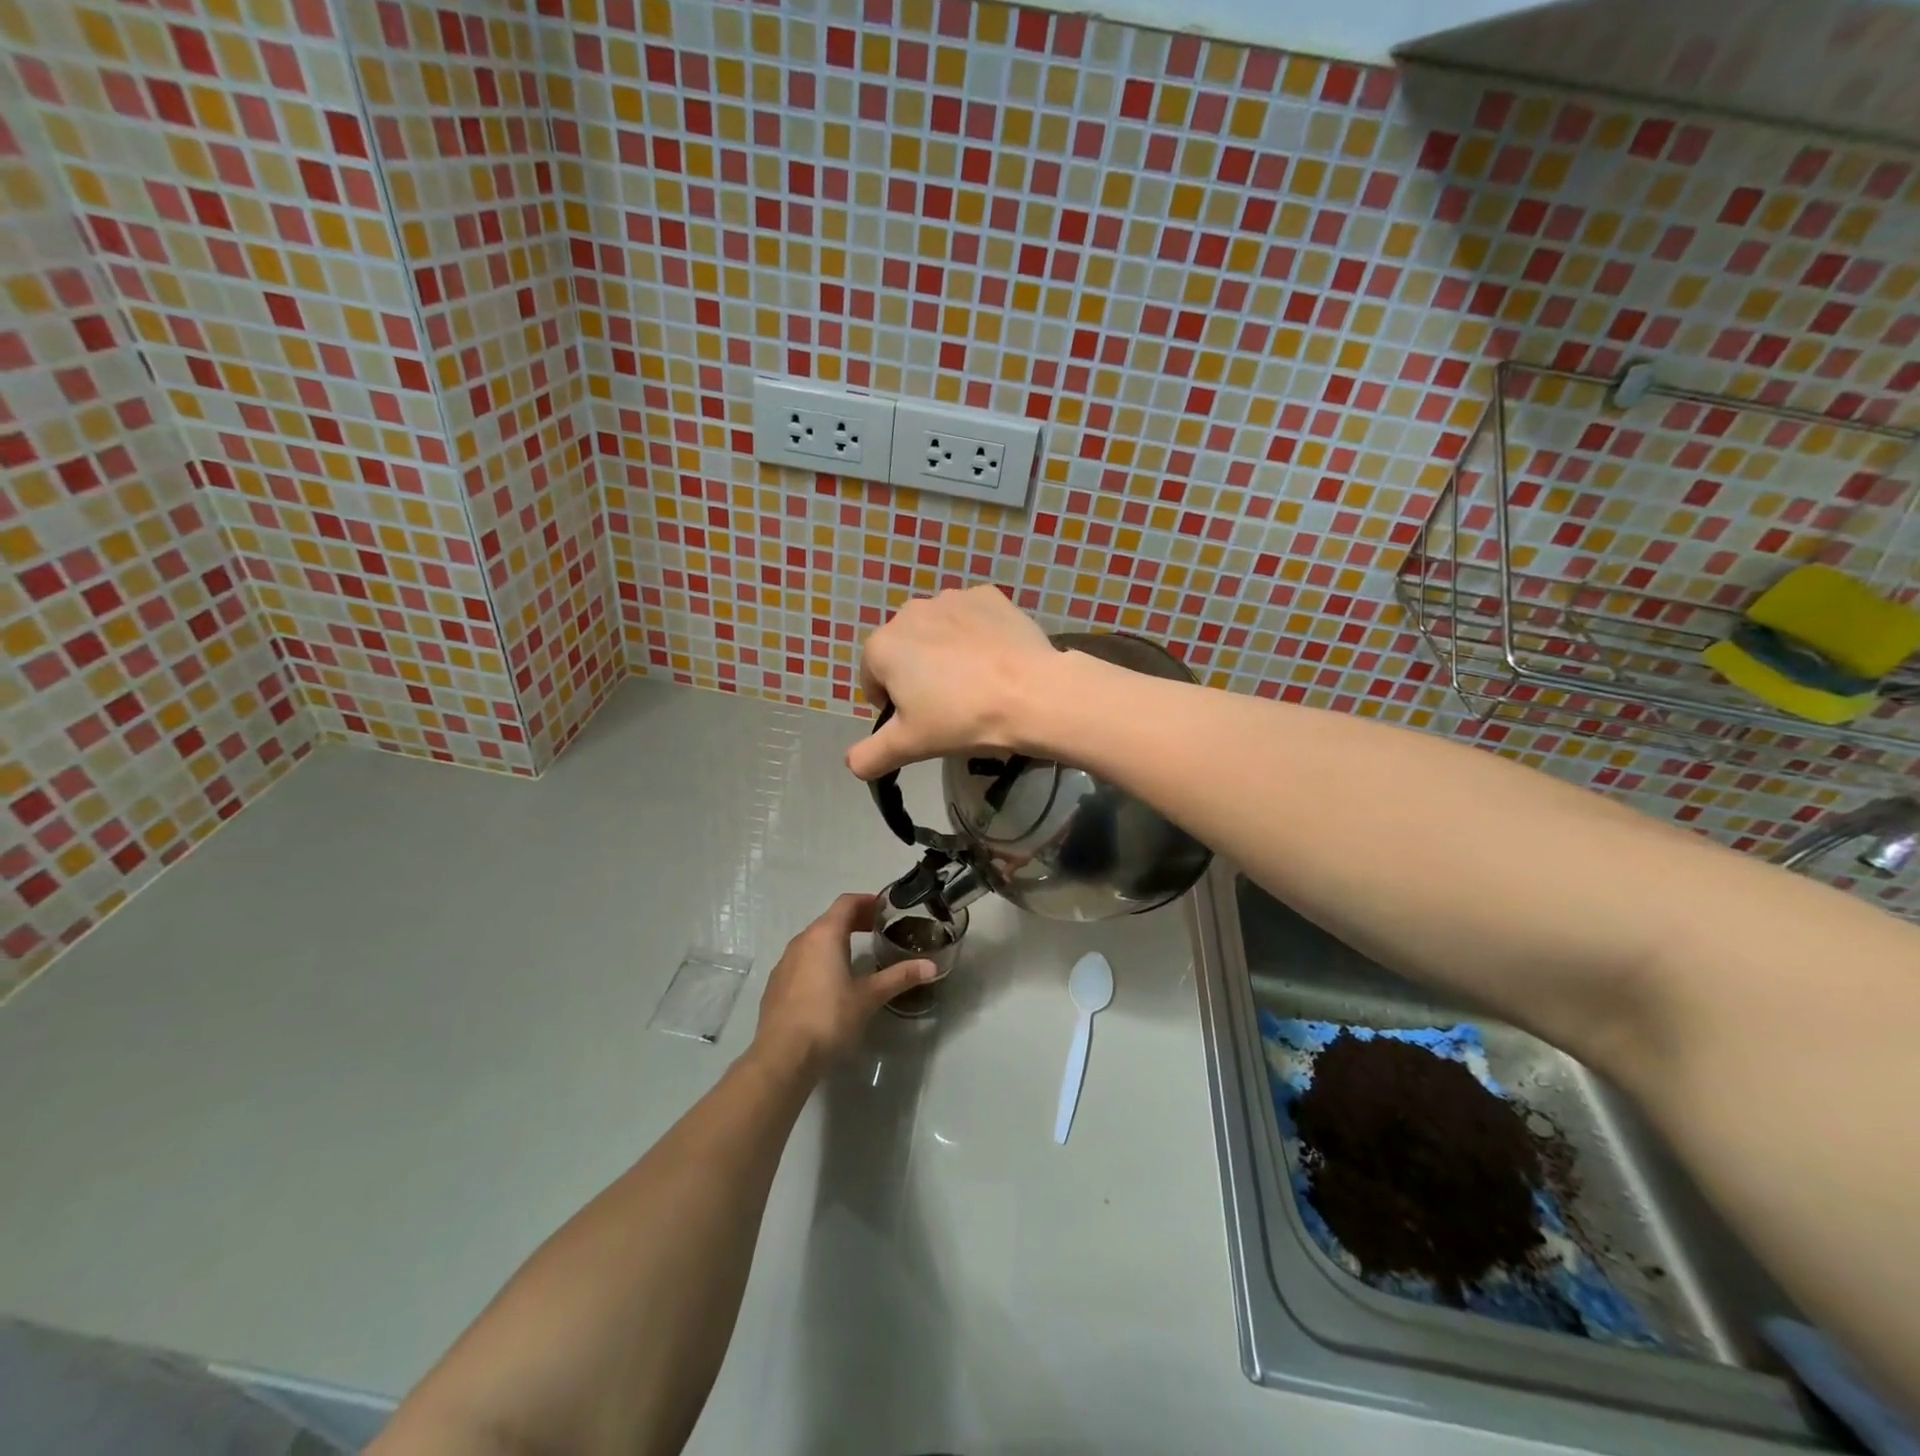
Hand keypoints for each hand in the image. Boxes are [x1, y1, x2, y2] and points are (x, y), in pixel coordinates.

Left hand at [752, 894, 934, 1074]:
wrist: (782, 1056)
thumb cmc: (828, 1018)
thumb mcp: (868, 997)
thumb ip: (899, 977)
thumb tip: (932, 966)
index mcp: (824, 935)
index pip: (846, 903)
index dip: (867, 901)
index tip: (886, 908)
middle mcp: (802, 941)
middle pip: (830, 919)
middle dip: (854, 920)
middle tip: (878, 929)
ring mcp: (785, 962)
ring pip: (814, 940)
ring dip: (836, 939)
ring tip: (857, 953)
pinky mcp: (776, 984)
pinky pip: (802, 959)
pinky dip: (820, 958)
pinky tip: (831, 981)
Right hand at [846, 586, 1060, 780]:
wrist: (1031, 694)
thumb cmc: (962, 718)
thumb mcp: (910, 745)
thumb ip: (871, 755)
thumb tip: (851, 765)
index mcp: (882, 646)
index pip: (873, 680)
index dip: (893, 706)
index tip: (921, 722)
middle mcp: (909, 612)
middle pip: (905, 651)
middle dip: (918, 675)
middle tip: (950, 705)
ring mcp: (951, 598)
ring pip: (937, 631)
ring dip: (946, 652)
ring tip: (975, 683)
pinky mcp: (987, 596)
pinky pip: (972, 619)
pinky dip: (976, 635)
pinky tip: (995, 660)